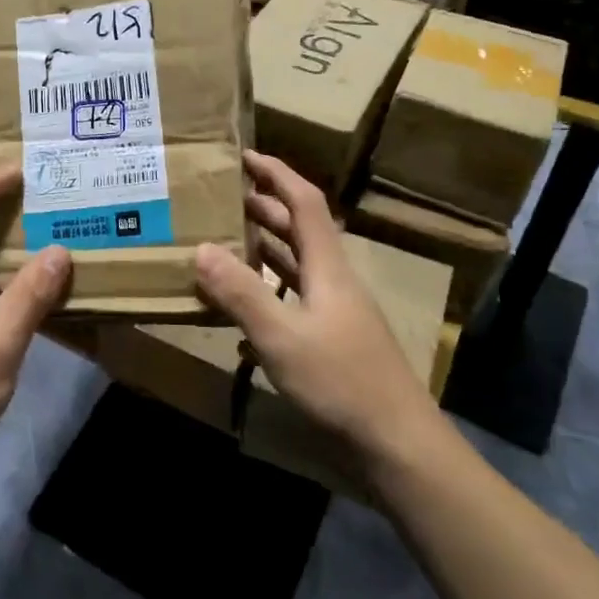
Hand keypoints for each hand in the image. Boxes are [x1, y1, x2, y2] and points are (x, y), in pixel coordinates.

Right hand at [195, 151, 437, 460]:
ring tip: (224, 239)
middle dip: (263, 206)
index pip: (304, 202)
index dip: (276, 173)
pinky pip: (293, 297)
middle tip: (221, 197)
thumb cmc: (341, 382)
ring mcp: (335, 311)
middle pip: (299, 229)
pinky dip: (267, 288)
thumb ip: (241, 293)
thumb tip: (201, 249)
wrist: (397, 444)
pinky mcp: (332, 339)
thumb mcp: (282, 337)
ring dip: (264, 246)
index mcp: (328, 267)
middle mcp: (333, 279)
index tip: (244, 155)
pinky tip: (241, 304)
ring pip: (296, 264)